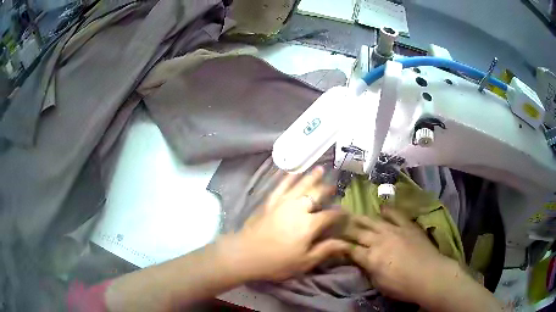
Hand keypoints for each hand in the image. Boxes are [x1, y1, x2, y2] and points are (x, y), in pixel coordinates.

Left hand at [228, 166, 349, 280]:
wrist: (245, 255)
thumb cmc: (277, 262)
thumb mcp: (305, 262)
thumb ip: (326, 250)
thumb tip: (347, 244)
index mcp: (309, 224)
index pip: (330, 215)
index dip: (340, 213)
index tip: (345, 212)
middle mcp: (298, 208)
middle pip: (316, 194)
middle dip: (327, 189)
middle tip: (334, 186)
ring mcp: (282, 203)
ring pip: (300, 185)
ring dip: (311, 176)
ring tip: (320, 168)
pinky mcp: (269, 202)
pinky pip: (280, 186)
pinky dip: (287, 177)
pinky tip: (292, 171)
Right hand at [344, 207, 459, 305]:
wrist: (430, 275)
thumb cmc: (402, 286)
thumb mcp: (379, 283)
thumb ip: (368, 270)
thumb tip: (361, 261)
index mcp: (370, 257)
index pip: (350, 249)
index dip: (339, 245)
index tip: (331, 241)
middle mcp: (379, 240)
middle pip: (359, 232)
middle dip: (346, 228)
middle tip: (336, 223)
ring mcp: (394, 230)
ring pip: (373, 221)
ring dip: (361, 218)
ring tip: (352, 213)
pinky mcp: (407, 226)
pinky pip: (396, 215)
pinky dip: (388, 211)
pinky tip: (382, 208)